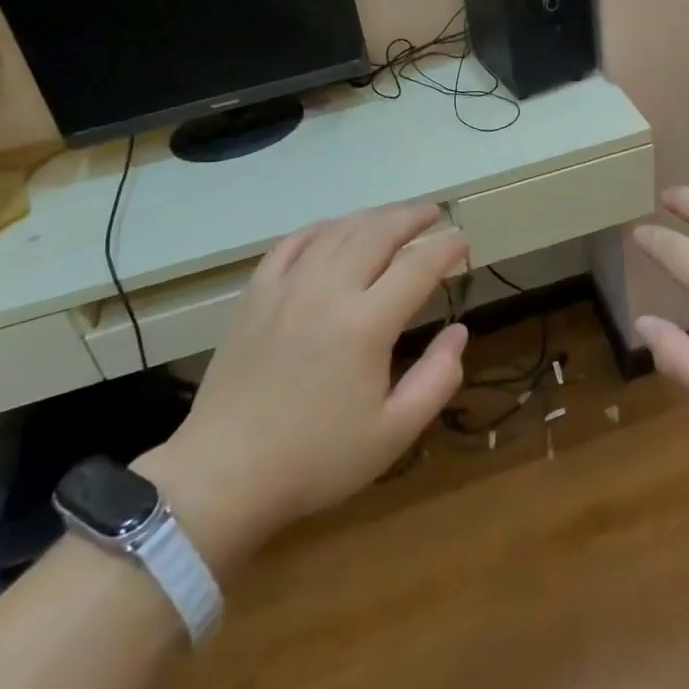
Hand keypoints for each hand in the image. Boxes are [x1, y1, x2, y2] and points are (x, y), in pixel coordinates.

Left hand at [135, 205, 469, 567]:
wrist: (225, 474)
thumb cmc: (316, 458)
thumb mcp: (393, 433)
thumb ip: (437, 379)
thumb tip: (459, 332)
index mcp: (366, 324)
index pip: (417, 266)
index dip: (446, 247)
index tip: (463, 239)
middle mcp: (328, 291)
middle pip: (377, 233)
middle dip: (411, 217)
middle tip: (434, 214)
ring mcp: (287, 287)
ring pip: (337, 231)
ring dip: (372, 217)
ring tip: (394, 217)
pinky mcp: (256, 294)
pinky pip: (291, 243)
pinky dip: (320, 228)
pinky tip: (333, 227)